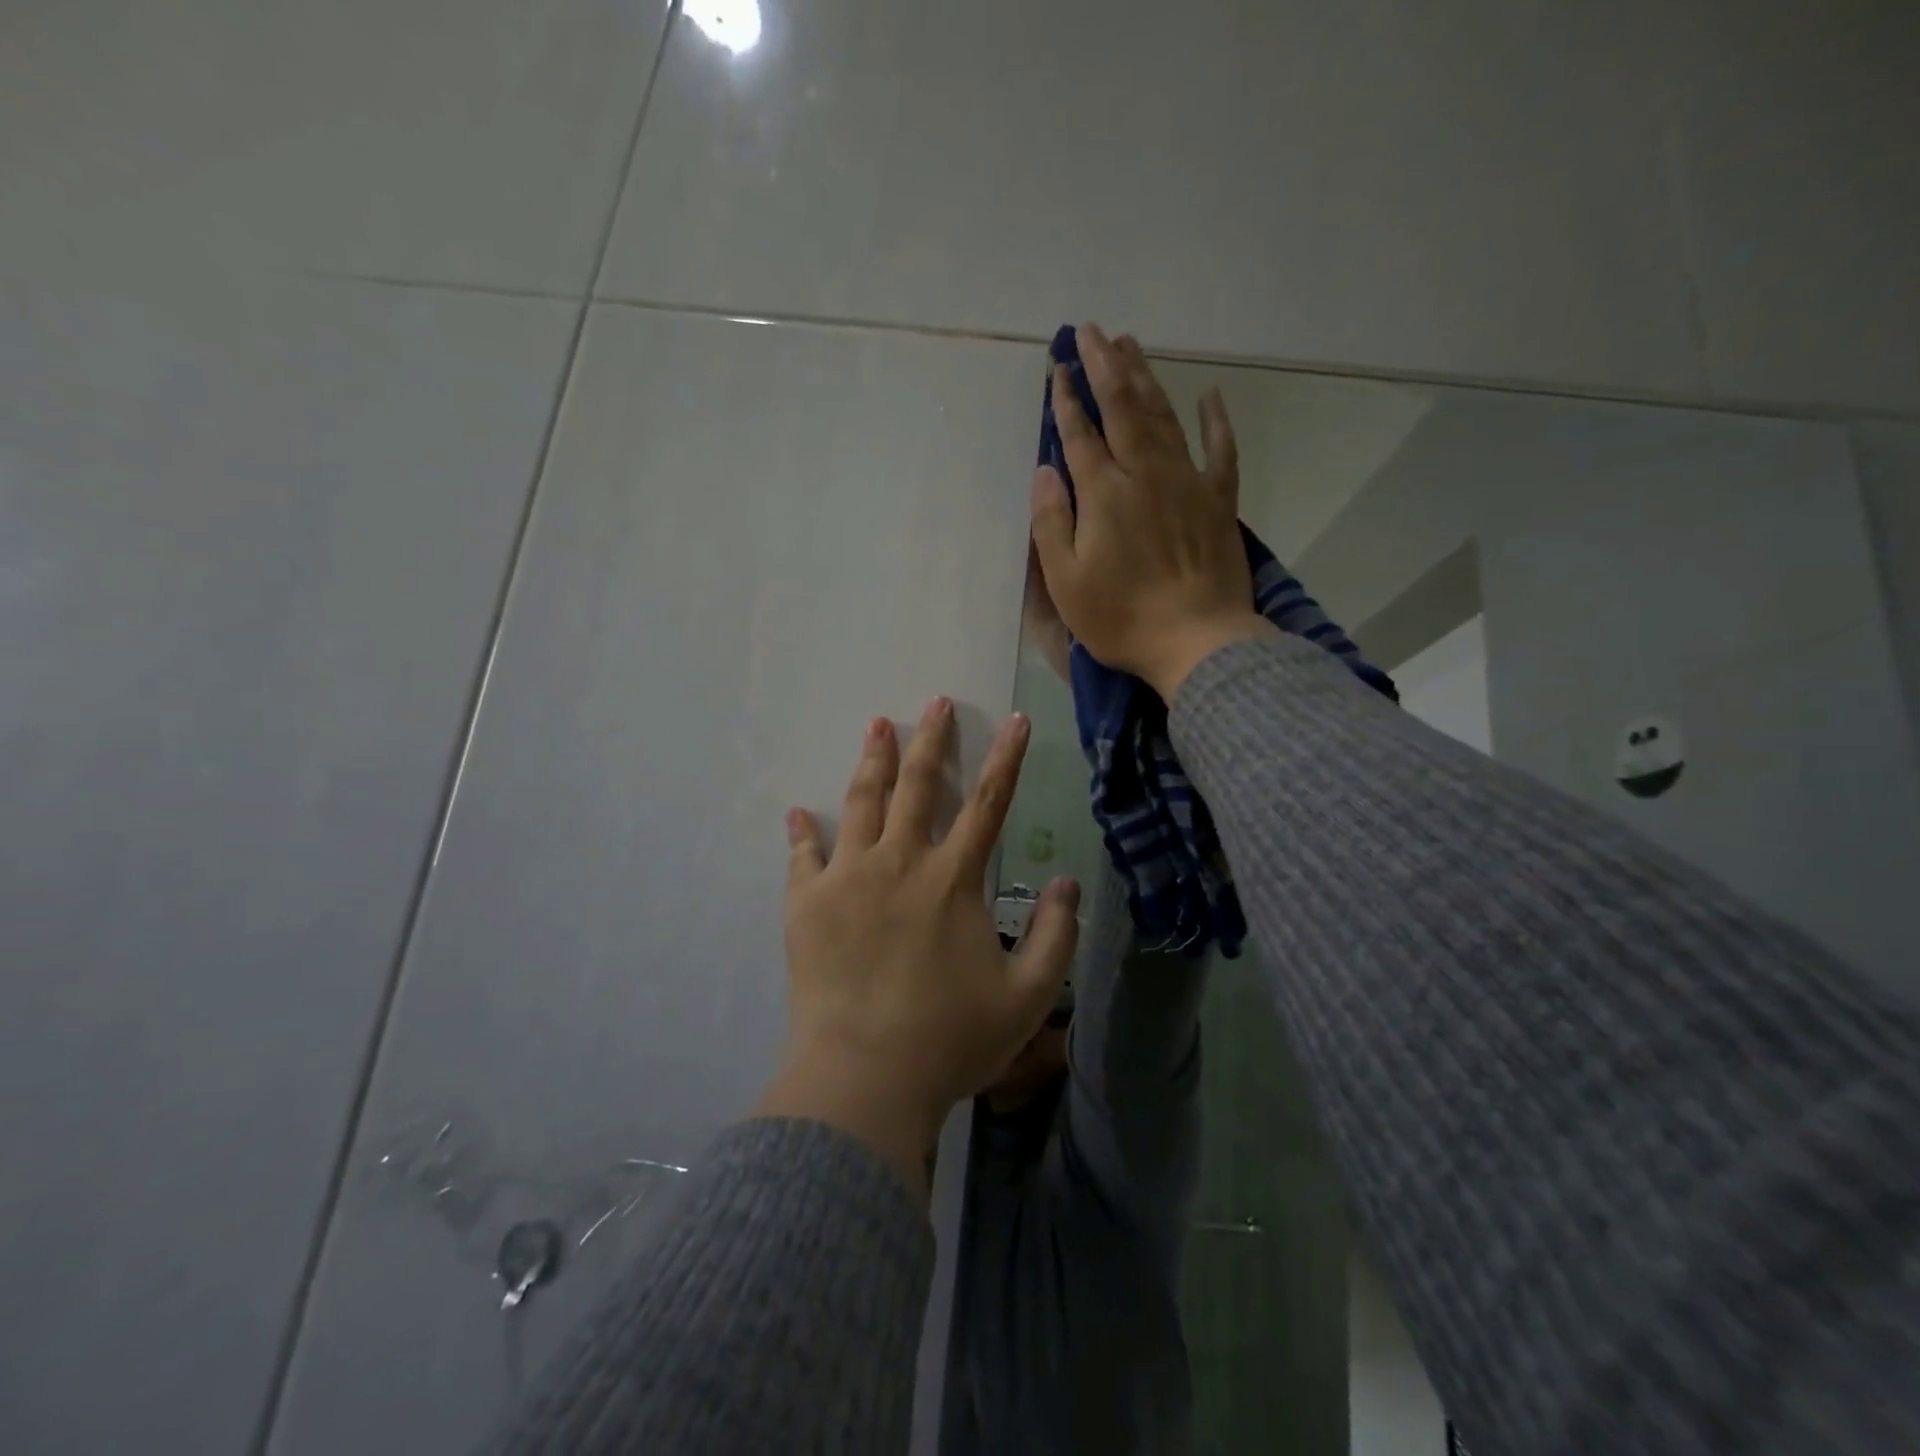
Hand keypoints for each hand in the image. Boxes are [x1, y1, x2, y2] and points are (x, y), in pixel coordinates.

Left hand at [759, 697, 1080, 1203]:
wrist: (864, 1079)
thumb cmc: (950, 1039)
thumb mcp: (1028, 997)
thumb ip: (1056, 936)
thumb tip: (1067, 883)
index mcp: (953, 880)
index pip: (988, 803)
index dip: (1006, 758)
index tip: (1015, 720)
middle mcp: (900, 862)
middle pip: (918, 785)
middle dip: (931, 738)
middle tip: (935, 701)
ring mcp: (847, 878)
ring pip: (861, 803)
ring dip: (872, 761)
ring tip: (877, 726)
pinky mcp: (806, 904)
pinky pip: (802, 857)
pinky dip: (801, 833)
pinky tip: (796, 813)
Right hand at [1030, 321, 1277, 699]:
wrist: (1197, 640)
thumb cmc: (1121, 617)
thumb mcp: (1066, 580)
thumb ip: (1052, 521)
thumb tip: (1045, 469)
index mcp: (1104, 493)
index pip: (1079, 434)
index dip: (1066, 399)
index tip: (1057, 366)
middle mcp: (1145, 473)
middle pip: (1122, 407)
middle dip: (1103, 366)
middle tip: (1091, 330)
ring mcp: (1187, 482)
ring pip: (1163, 416)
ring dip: (1145, 377)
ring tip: (1130, 344)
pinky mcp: (1220, 500)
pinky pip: (1220, 449)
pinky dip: (1216, 420)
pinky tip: (1210, 395)